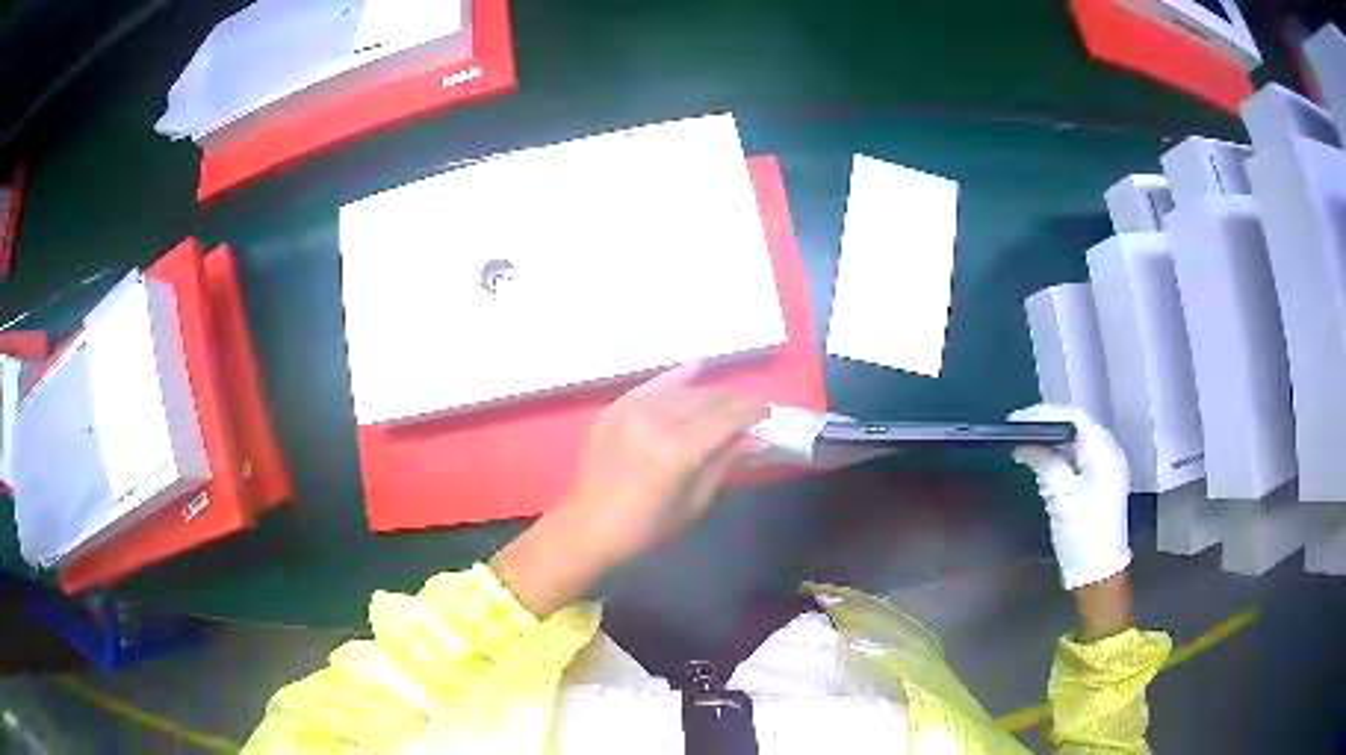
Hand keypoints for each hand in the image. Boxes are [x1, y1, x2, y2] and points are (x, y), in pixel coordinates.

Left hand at [497, 364, 767, 616]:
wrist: (588, 526)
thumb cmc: (646, 527)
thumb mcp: (694, 502)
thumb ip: (724, 463)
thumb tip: (755, 438)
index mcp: (678, 450)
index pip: (726, 418)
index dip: (751, 412)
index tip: (767, 413)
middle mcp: (656, 421)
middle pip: (706, 400)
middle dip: (731, 404)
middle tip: (746, 415)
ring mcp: (632, 410)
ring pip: (682, 391)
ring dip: (707, 396)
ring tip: (722, 406)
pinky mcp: (615, 408)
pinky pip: (653, 385)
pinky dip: (676, 376)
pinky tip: (697, 364)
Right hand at [1008, 404, 1130, 591]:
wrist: (1098, 571)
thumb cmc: (1082, 533)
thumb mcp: (1060, 496)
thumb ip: (1044, 462)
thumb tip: (1022, 444)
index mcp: (1104, 453)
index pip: (1075, 417)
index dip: (1046, 414)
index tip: (1018, 419)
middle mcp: (1109, 454)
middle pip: (1078, 426)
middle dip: (1048, 425)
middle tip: (1020, 429)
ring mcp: (1107, 468)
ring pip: (1078, 442)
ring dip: (1054, 440)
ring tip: (1027, 444)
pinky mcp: (1101, 482)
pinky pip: (1080, 457)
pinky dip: (1061, 455)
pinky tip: (1045, 462)